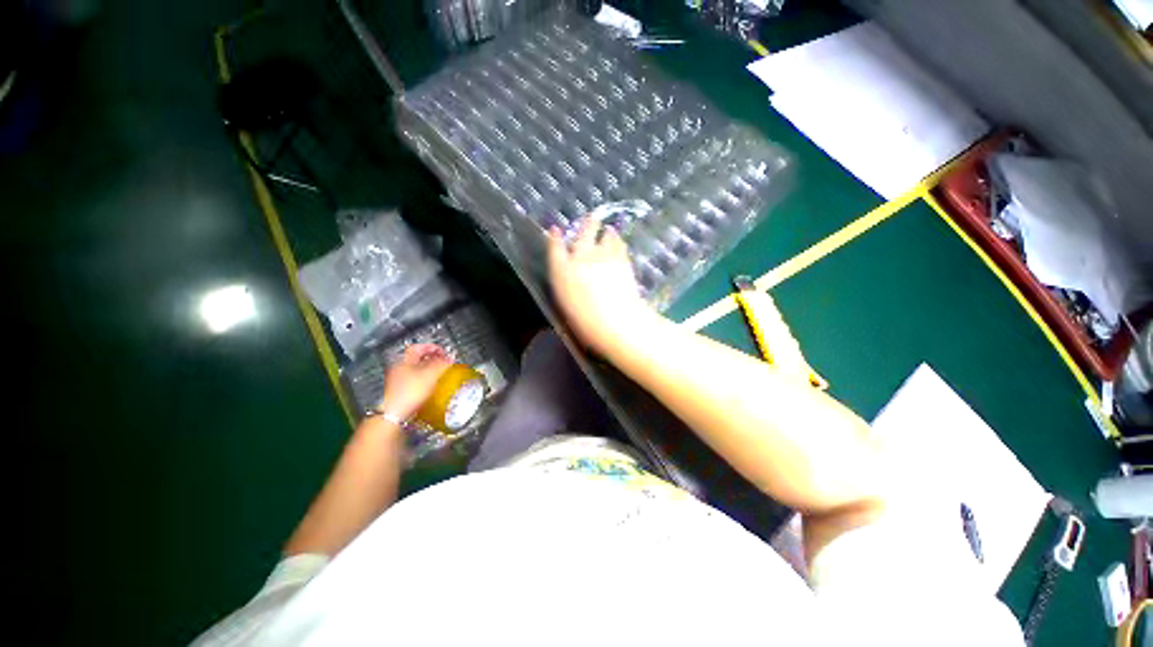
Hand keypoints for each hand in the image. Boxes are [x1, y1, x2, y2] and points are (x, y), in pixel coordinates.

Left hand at [378, 344, 451, 420]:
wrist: (394, 414)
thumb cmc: (409, 392)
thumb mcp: (430, 375)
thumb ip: (442, 364)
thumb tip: (450, 357)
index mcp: (404, 359)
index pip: (419, 346)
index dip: (433, 347)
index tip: (444, 352)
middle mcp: (399, 367)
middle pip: (418, 357)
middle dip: (433, 358)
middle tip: (444, 361)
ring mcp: (398, 379)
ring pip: (416, 368)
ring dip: (429, 368)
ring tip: (440, 372)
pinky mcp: (400, 390)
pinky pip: (415, 379)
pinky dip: (425, 378)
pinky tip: (431, 384)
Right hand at [547, 214, 655, 353]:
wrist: (614, 320)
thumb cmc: (585, 321)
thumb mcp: (567, 305)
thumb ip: (567, 287)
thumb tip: (571, 278)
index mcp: (562, 271)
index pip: (555, 249)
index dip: (554, 239)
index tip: (555, 230)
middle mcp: (580, 257)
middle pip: (583, 233)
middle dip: (587, 225)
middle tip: (591, 218)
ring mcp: (603, 256)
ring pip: (605, 236)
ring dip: (607, 232)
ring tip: (609, 230)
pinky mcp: (621, 259)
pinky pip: (619, 245)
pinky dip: (618, 241)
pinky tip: (619, 241)